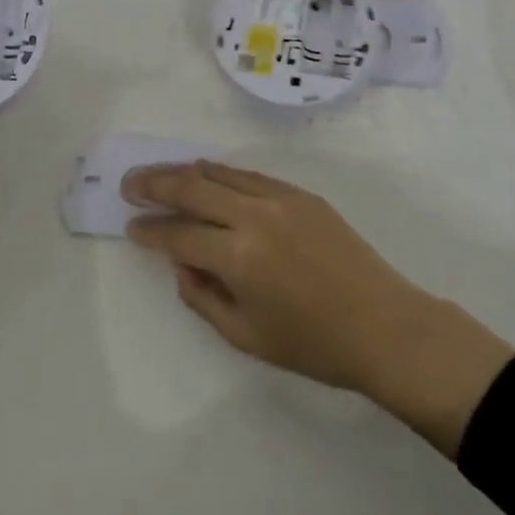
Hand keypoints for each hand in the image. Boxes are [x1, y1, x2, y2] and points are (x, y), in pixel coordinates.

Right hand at [125, 162, 514, 457]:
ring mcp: (280, 197)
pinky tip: (207, 174)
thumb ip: (203, 296)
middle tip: (129, 183)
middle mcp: (254, 215)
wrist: (384, 325)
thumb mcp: (246, 336)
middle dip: (155, 184)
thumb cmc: (314, 344)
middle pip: (192, 188)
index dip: (150, 230)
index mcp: (239, 256)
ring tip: (159, 173)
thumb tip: (180, 261)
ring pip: (219, 173)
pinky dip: (221, 173)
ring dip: (184, 171)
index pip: (179, 233)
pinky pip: (249, 175)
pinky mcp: (300, 193)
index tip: (131, 226)